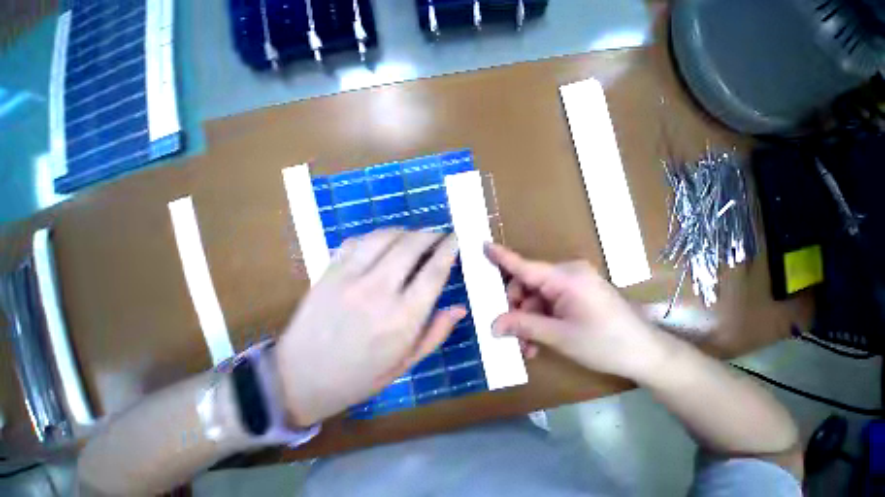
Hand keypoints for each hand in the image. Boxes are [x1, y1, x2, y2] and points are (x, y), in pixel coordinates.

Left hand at [275, 230, 465, 425]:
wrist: (298, 378)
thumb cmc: (359, 376)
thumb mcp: (406, 363)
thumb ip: (436, 333)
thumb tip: (460, 308)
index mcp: (402, 319)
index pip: (434, 272)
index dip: (449, 250)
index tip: (456, 239)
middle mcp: (378, 292)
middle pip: (411, 246)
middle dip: (430, 234)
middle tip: (439, 234)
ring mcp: (350, 278)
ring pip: (384, 236)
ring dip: (405, 231)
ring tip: (415, 236)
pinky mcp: (329, 272)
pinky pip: (357, 240)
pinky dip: (376, 235)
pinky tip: (384, 241)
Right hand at [486, 243, 666, 381]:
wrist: (648, 355)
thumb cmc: (607, 344)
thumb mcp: (560, 336)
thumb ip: (524, 326)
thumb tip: (494, 325)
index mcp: (566, 277)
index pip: (525, 265)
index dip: (502, 257)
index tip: (483, 245)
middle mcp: (567, 274)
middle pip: (526, 284)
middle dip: (515, 307)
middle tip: (509, 332)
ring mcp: (571, 283)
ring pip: (534, 296)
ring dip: (526, 319)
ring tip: (526, 345)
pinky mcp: (575, 293)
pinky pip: (547, 302)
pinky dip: (539, 319)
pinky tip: (536, 342)